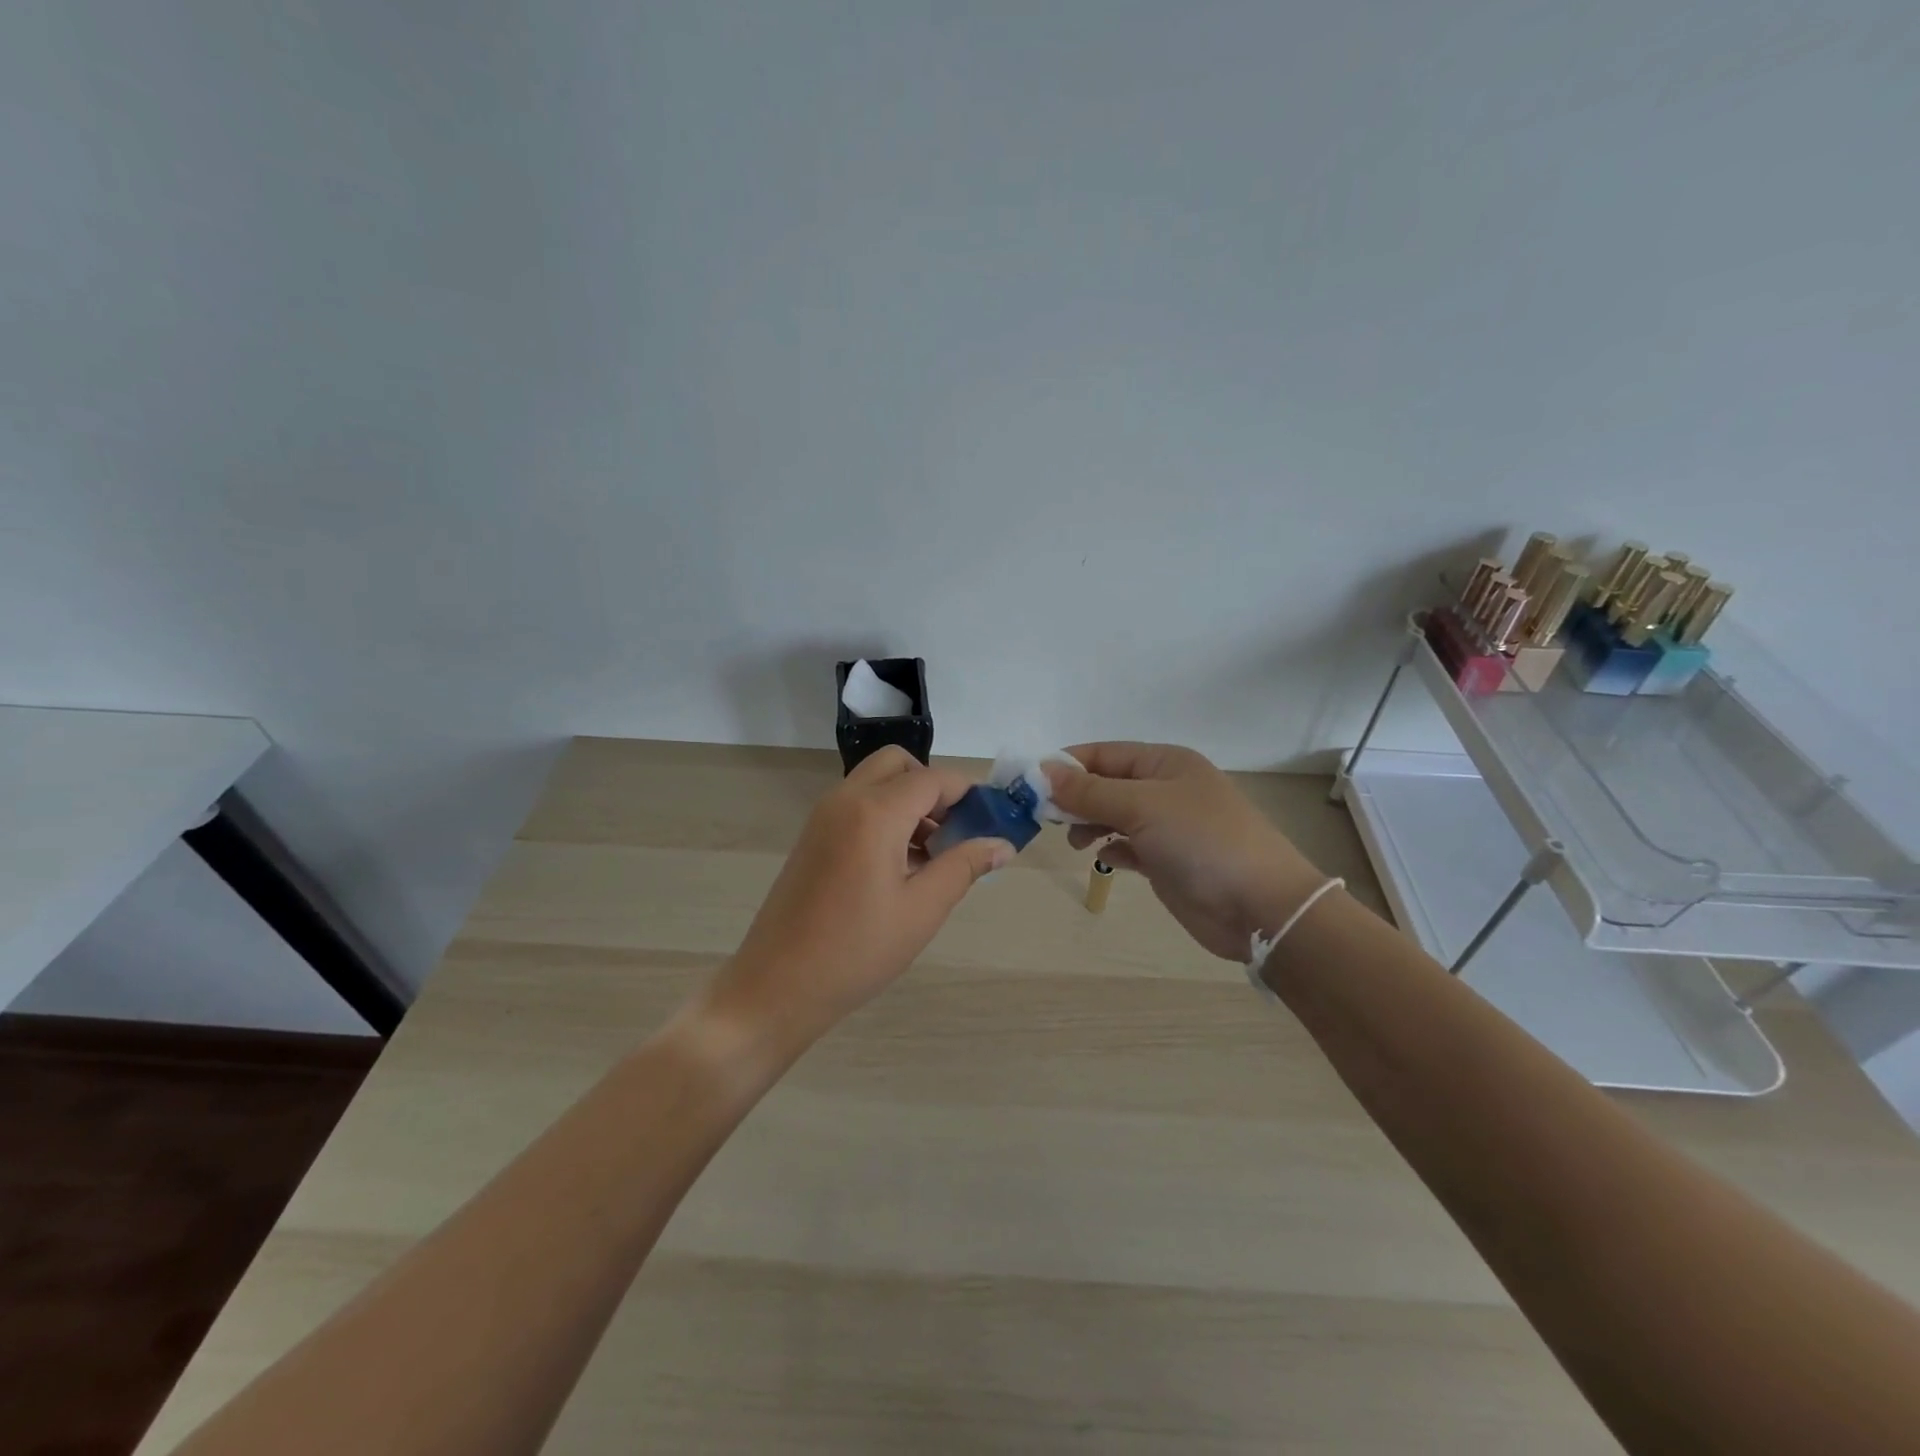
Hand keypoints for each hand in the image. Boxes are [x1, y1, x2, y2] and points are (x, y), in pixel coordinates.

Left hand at [710, 747, 1012, 1048]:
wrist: (777, 985)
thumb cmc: (856, 950)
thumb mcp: (921, 910)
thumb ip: (964, 866)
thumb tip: (1002, 844)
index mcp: (875, 813)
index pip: (933, 779)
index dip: (968, 793)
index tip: (993, 818)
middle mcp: (846, 800)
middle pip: (898, 765)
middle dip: (933, 787)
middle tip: (955, 830)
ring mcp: (823, 816)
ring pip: (876, 783)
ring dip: (909, 801)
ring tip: (933, 856)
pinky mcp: (813, 836)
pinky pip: (857, 805)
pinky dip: (885, 815)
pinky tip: (901, 866)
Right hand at [1046, 743, 1326, 961]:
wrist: (1260, 906)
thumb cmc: (1202, 841)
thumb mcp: (1143, 806)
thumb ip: (1090, 791)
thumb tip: (1044, 771)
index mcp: (1165, 763)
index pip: (1103, 753)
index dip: (1066, 765)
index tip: (1029, 784)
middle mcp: (1165, 789)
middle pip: (1106, 784)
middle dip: (1074, 797)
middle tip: (1043, 817)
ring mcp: (1167, 826)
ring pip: (1113, 815)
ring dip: (1089, 823)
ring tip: (1074, 840)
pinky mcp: (1167, 860)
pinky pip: (1127, 845)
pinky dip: (1110, 848)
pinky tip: (1102, 858)